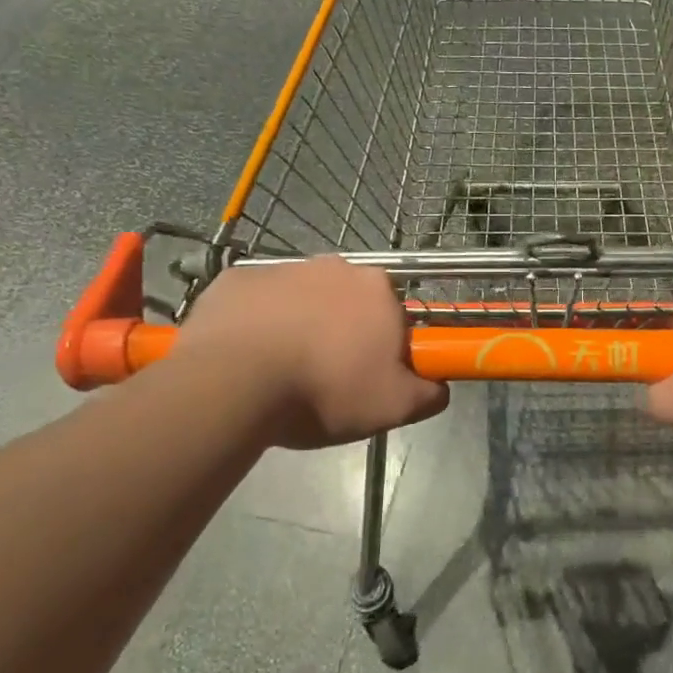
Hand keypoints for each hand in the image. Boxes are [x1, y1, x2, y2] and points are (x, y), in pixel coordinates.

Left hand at [173, 256, 448, 449]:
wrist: (233, 384)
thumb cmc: (324, 390)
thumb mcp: (393, 406)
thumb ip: (429, 393)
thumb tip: (440, 386)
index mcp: (377, 288)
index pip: (393, 313)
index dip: (383, 345)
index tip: (368, 375)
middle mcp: (334, 266)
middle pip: (346, 301)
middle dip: (341, 331)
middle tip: (325, 376)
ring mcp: (280, 268)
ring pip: (299, 299)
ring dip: (298, 325)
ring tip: (281, 372)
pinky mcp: (235, 279)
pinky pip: (255, 302)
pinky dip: (255, 323)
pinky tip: (245, 357)